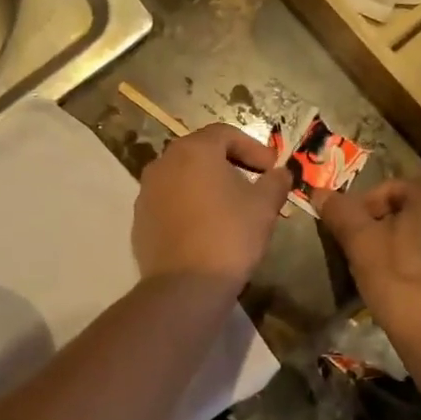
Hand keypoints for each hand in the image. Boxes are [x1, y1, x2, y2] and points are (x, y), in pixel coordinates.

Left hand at [133, 123, 291, 287]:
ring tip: (230, 207)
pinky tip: (205, 227)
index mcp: (193, 151)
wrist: (185, 285)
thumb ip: (276, 182)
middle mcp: (163, 163)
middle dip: (229, 164)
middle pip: (201, 153)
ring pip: (182, 178)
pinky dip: (189, 206)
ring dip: (207, 185)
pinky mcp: (140, 219)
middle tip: (253, 183)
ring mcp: (146, 192)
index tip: (271, 168)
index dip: (253, 148)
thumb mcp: (264, 206)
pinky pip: (169, 202)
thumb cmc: (229, 236)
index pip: (225, 134)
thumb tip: (280, 173)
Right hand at [314, 179, 420, 345]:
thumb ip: (341, 213)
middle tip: (361, 254)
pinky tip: (412, 288)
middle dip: (385, 227)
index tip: (346, 234)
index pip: (390, 189)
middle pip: (413, 210)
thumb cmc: (400, 281)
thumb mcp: (361, 244)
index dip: (361, 209)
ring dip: (406, 246)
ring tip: (384, 273)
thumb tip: (320, 192)